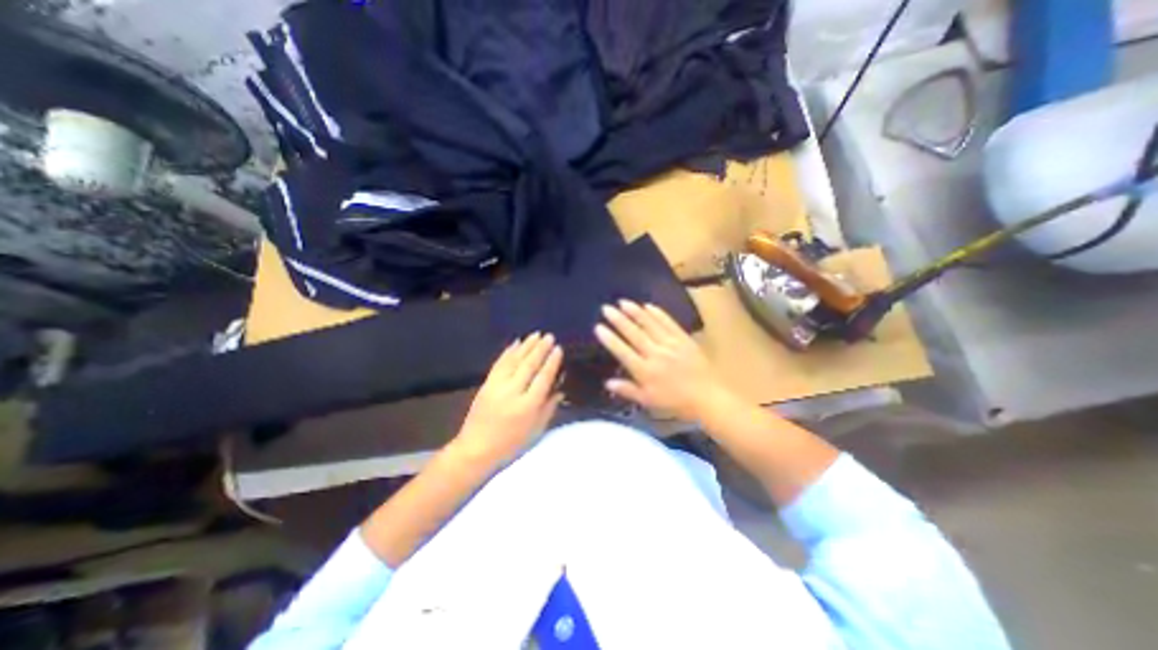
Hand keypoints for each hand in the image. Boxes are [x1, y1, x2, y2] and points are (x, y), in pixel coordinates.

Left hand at [449, 332, 562, 462]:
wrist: (476, 449)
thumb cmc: (511, 444)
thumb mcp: (535, 430)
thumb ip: (549, 407)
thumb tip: (560, 388)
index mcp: (528, 406)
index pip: (543, 378)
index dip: (552, 362)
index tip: (559, 349)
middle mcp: (513, 392)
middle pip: (529, 365)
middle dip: (540, 349)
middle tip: (549, 336)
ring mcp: (497, 386)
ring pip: (514, 360)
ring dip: (526, 346)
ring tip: (536, 334)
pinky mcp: (486, 384)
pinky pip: (499, 363)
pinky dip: (508, 352)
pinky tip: (515, 343)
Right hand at [591, 301, 725, 420]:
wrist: (708, 397)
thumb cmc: (676, 402)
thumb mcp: (649, 401)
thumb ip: (627, 390)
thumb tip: (607, 383)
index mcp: (645, 371)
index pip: (623, 352)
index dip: (610, 339)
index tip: (598, 327)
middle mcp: (656, 354)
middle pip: (634, 334)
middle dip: (618, 320)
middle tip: (606, 308)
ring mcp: (671, 344)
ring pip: (650, 325)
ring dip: (635, 312)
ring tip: (622, 302)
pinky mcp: (683, 339)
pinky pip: (668, 323)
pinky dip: (658, 313)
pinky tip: (648, 305)